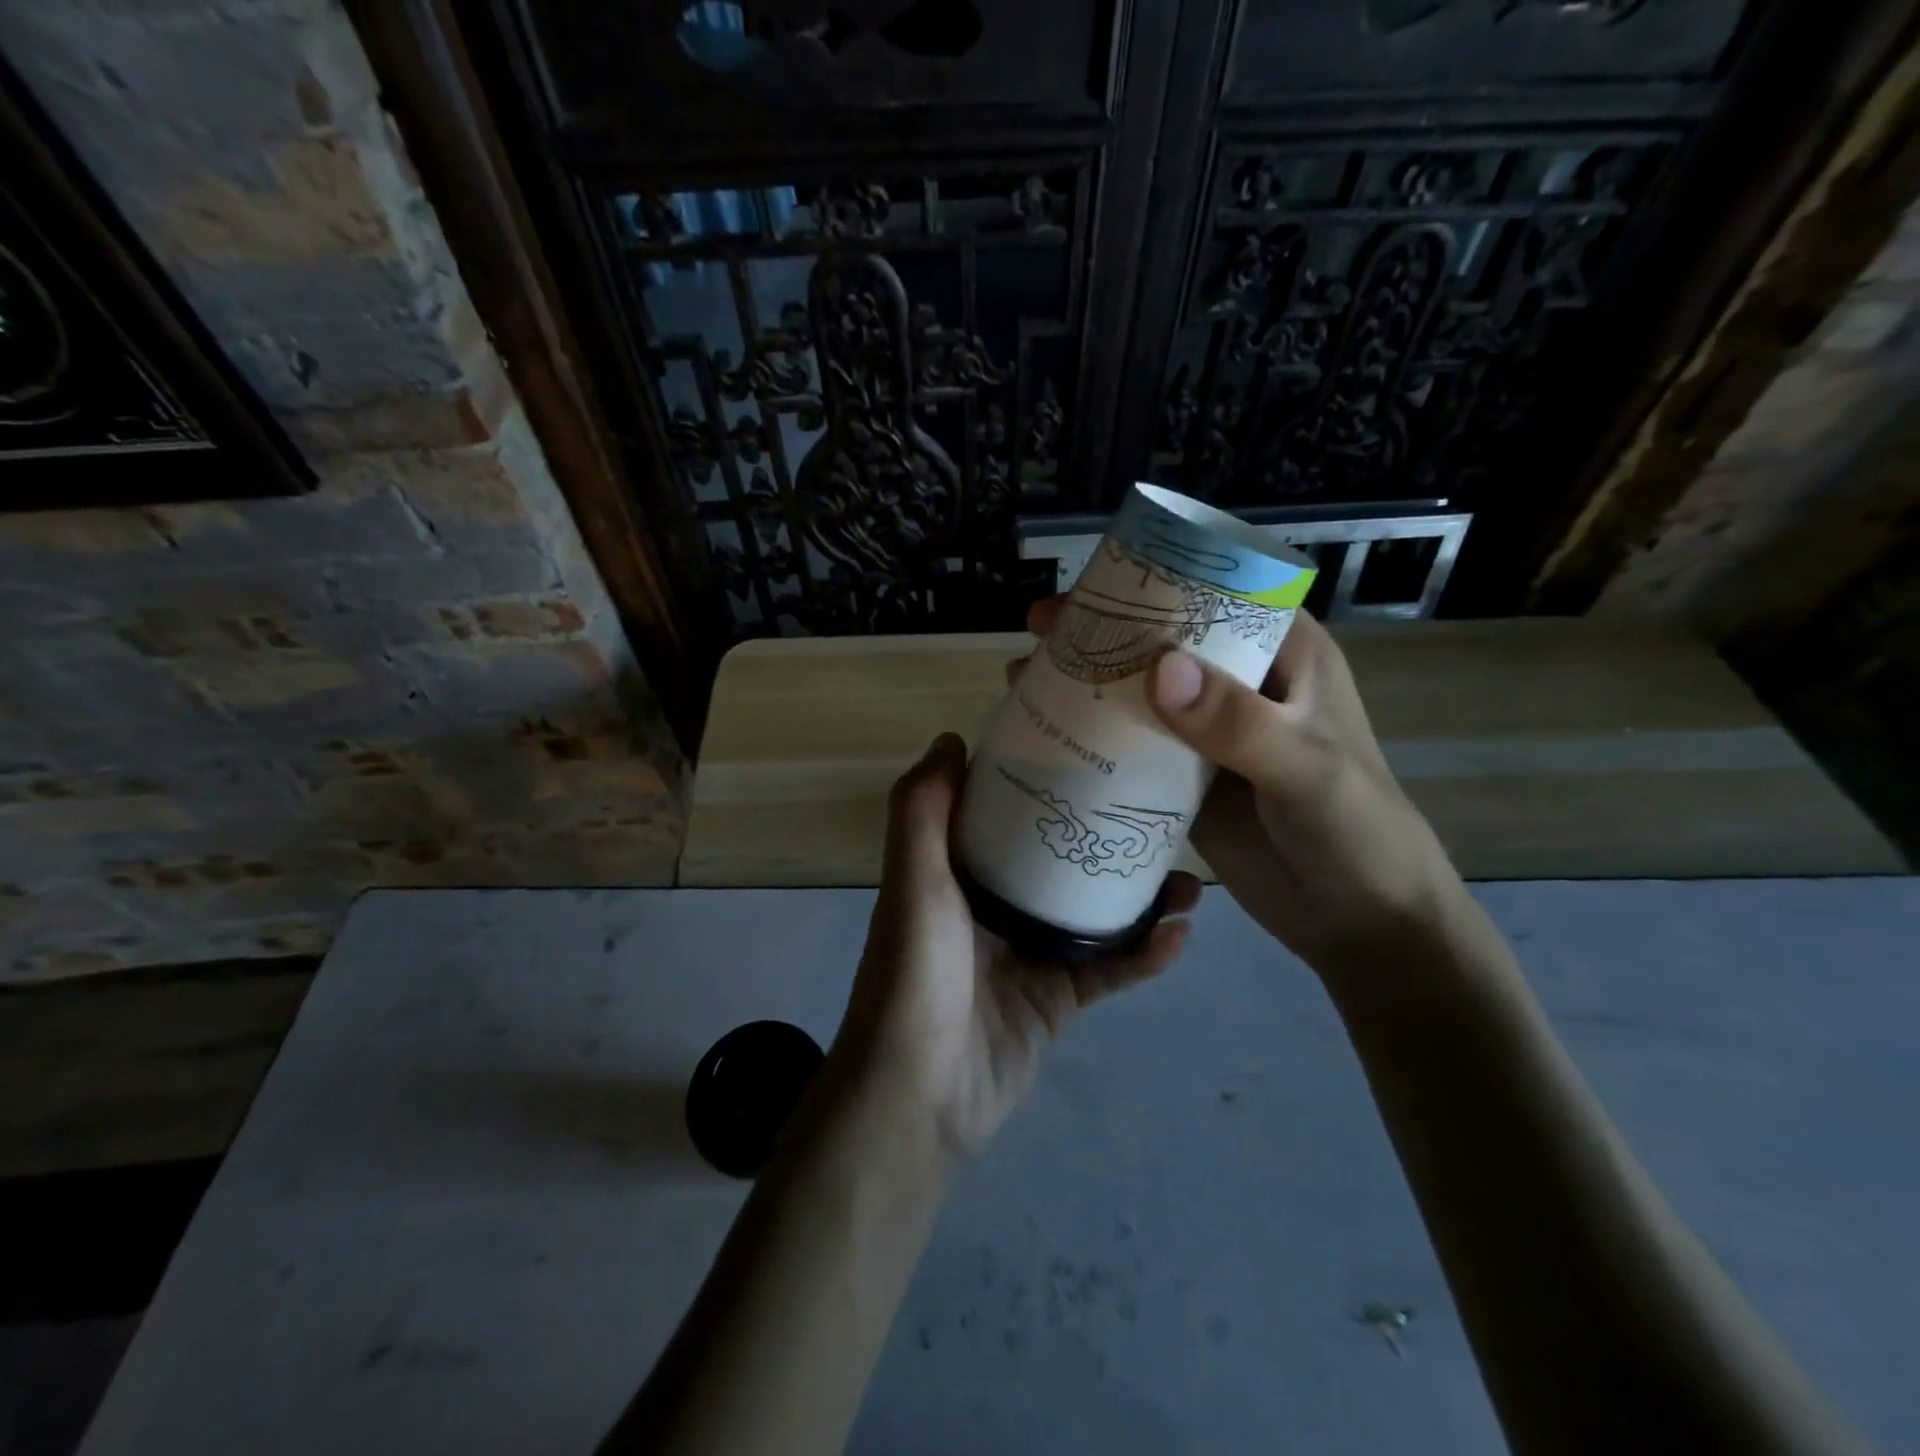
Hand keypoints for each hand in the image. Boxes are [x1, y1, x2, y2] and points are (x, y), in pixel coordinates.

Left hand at [827, 733, 1199, 1164]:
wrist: (919, 1095)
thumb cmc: (916, 972)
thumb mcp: (913, 879)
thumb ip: (922, 809)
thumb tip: (951, 737)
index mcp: (958, 871)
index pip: (1004, 811)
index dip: (1041, 779)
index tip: (1089, 748)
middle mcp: (994, 904)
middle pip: (1059, 857)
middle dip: (1106, 834)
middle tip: (1159, 809)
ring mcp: (1029, 953)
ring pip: (1094, 912)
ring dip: (1140, 895)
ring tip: (1190, 876)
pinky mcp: (1057, 1000)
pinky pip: (1109, 968)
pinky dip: (1144, 954)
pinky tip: (1181, 934)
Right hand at [1022, 599, 1459, 975]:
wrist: (1359, 921)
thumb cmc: (1357, 832)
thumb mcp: (1307, 770)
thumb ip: (1239, 723)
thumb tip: (1158, 668)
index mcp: (1284, 657)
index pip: (1215, 596)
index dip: (1153, 583)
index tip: (1090, 585)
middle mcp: (1241, 684)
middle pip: (1163, 641)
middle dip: (1102, 631)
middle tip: (1038, 626)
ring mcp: (1208, 734)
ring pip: (1140, 693)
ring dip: (1088, 682)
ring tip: (1024, 675)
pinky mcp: (1185, 779)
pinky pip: (1132, 747)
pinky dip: (1092, 737)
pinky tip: (1046, 735)